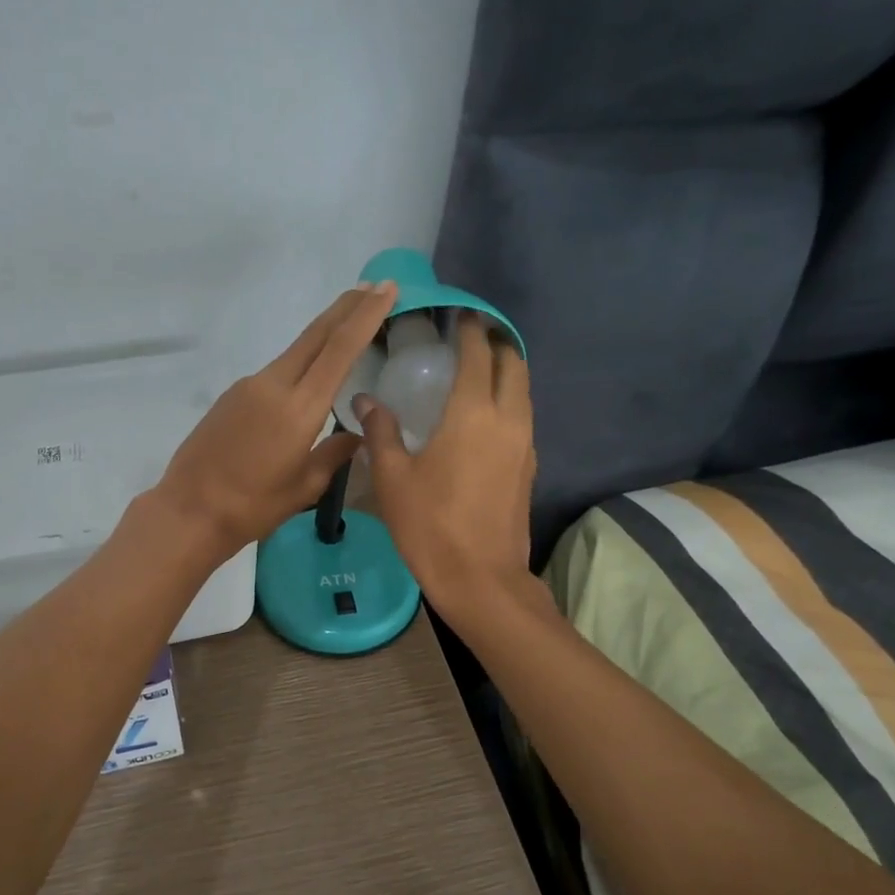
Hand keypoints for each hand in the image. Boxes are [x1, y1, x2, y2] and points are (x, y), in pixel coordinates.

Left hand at [151, 282, 397, 559]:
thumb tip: (357, 436)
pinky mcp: (233, 395)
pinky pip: (276, 370)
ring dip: (324, 333)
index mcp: (299, 407)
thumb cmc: (252, 507)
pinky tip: (309, 374)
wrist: (189, 510)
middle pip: (316, 335)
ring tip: (349, 322)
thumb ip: (334, 454)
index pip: (339, 349)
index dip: (366, 316)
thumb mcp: (304, 487)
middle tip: (373, 286)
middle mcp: (273, 385)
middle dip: (347, 308)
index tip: (386, 289)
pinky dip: (301, 361)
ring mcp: (249, 386)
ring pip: (295, 350)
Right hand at [355, 314, 536, 617]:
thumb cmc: (430, 525)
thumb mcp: (392, 478)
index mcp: (472, 414)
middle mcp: (507, 419)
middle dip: (496, 343)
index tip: (459, 315)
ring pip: (523, 391)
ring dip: (506, 371)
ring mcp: (524, 444)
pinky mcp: (529, 467)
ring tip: (477, 368)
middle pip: (513, 364)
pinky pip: (523, 416)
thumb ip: (381, 432)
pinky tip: (483, 414)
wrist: (481, 579)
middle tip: (470, 336)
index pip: (478, 354)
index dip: (470, 330)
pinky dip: (508, 400)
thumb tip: (365, 400)